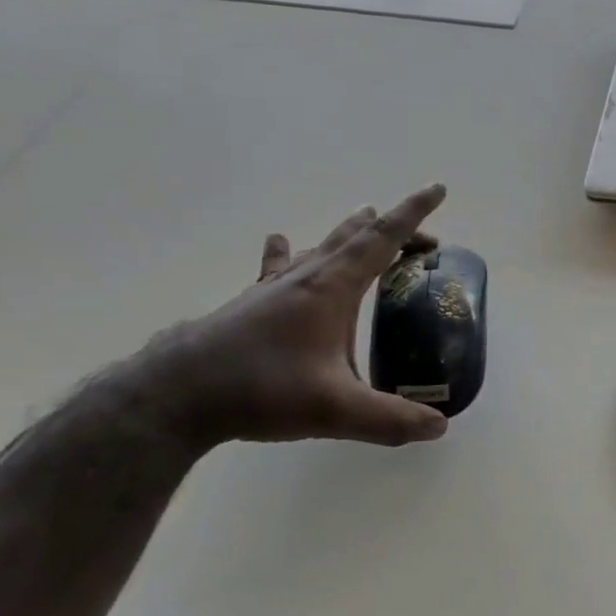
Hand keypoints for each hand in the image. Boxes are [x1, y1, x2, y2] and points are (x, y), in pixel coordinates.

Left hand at [132, 184, 452, 449]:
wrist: (176, 394)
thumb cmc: (261, 389)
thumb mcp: (335, 410)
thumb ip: (390, 419)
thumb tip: (439, 427)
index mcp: (333, 288)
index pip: (383, 238)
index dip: (413, 212)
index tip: (437, 188)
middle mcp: (306, 277)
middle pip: (357, 237)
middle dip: (393, 230)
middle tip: (422, 240)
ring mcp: (274, 287)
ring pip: (320, 246)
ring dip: (349, 234)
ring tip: (365, 221)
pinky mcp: (251, 303)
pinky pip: (279, 266)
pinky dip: (289, 252)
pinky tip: (281, 242)